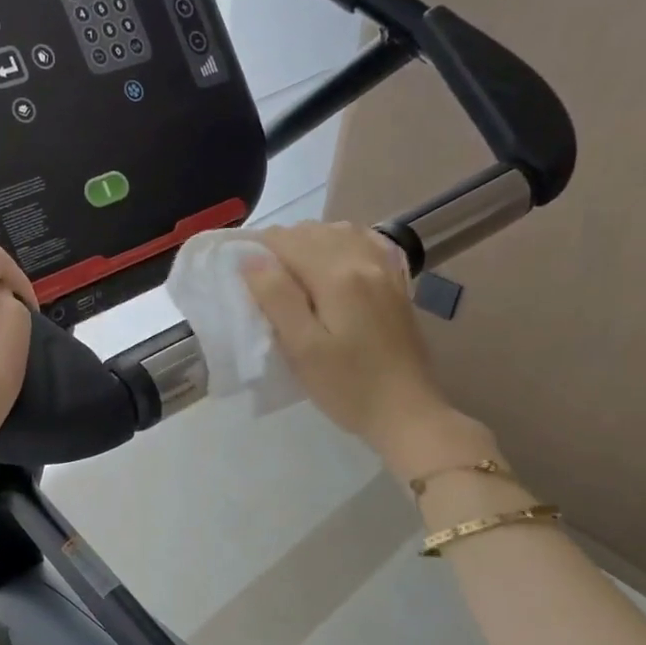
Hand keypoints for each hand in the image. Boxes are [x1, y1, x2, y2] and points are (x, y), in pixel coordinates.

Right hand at [241, 221, 491, 480]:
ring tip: (291, 270)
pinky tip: (332, 260)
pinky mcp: (396, 283)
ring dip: (309, 241)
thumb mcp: (302, 349)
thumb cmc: (347, 387)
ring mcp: (386, 270)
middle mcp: (364, 261)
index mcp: (337, 276)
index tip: (239, 269)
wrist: (407, 412)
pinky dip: (342, 243)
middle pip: (313, 231)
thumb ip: (277, 298)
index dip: (257, 248)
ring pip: (339, 232)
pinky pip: (366, 243)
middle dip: (281, 245)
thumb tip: (251, 259)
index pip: (287, 241)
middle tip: (261, 278)